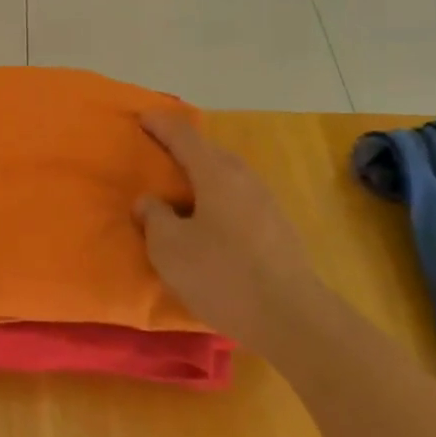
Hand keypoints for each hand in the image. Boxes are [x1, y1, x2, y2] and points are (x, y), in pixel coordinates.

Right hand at [135, 111, 315, 348]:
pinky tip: (209, 222)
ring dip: (203, 175)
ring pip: (227, 176)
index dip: (161, 124)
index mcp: (215, 173)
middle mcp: (244, 179)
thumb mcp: (169, 248)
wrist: (292, 319)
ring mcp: (266, 203)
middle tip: (158, 153)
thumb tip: (150, 201)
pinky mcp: (278, 229)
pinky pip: (238, 199)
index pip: (184, 136)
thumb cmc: (222, 275)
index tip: (143, 117)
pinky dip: (217, 198)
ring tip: (181, 190)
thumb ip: (153, 217)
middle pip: (210, 152)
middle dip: (183, 148)